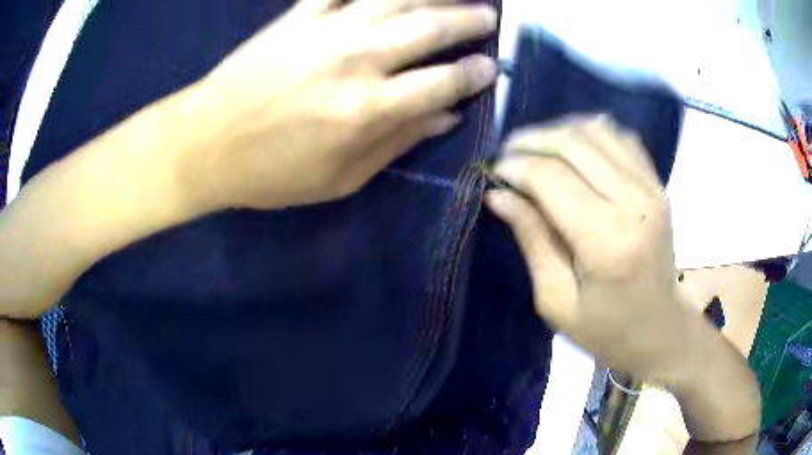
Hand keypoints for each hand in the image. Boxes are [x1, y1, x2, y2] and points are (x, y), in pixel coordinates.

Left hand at [176, 0, 497, 211]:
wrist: (206, 144)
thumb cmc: (272, 172)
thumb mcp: (340, 179)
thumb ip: (398, 142)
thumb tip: (447, 117)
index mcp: (366, 109)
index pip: (442, 83)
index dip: (474, 74)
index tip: (490, 68)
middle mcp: (355, 60)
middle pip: (428, 29)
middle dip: (468, 20)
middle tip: (489, 16)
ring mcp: (325, 30)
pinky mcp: (298, 15)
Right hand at [486, 116, 689, 382]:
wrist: (661, 329)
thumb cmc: (606, 329)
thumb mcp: (556, 300)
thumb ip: (532, 240)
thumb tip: (498, 195)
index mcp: (606, 240)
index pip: (550, 177)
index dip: (514, 166)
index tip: (493, 172)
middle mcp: (633, 202)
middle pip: (572, 144)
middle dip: (530, 141)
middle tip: (507, 155)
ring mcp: (651, 187)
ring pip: (596, 130)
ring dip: (558, 131)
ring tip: (535, 148)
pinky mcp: (657, 183)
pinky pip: (620, 137)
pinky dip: (590, 131)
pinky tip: (572, 146)